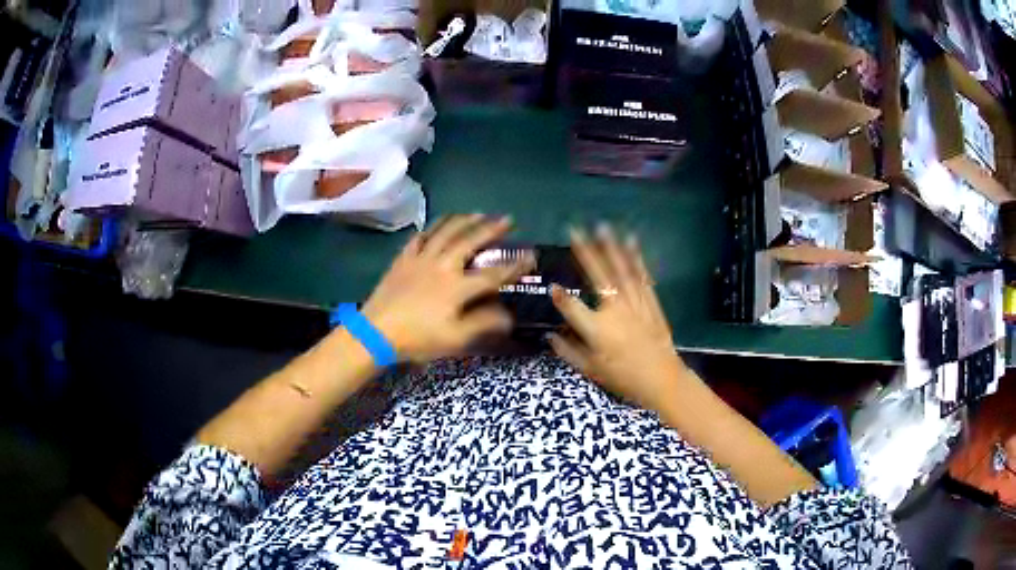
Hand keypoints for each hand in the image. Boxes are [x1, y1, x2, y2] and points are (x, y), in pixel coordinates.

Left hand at [361, 214, 532, 363]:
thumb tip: (508, 315)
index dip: (514, 265)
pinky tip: (437, 226)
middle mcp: (442, 265)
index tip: (530, 256)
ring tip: (477, 213)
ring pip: (445, 231)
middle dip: (491, 228)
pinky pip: (419, 237)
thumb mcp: (455, 338)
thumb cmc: (418, 339)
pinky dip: (432, 229)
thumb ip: (483, 324)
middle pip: (470, 241)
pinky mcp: (403, 259)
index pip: (493, 274)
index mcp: (457, 287)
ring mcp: (420, 259)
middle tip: (507, 218)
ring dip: (464, 220)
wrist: (376, 332)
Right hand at [548, 225, 691, 411]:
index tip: (552, 286)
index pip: (572, 308)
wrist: (661, 379)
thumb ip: (568, 351)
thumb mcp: (591, 370)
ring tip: (602, 227)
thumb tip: (550, 336)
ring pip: (621, 271)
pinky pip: (642, 277)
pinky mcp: (651, 302)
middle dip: (585, 252)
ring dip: (610, 247)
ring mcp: (635, 304)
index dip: (560, 297)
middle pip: (597, 277)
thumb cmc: (623, 377)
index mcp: (597, 329)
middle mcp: (615, 311)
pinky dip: (636, 259)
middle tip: (574, 230)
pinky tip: (631, 243)